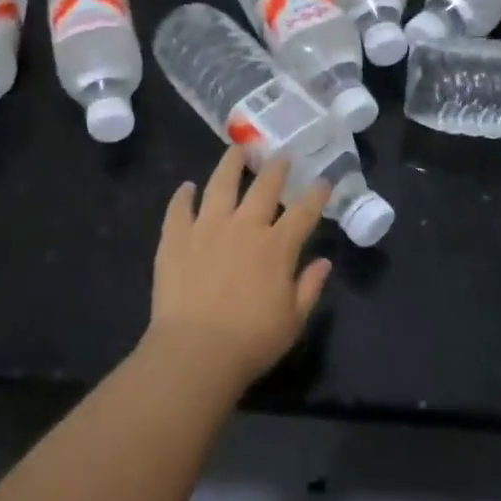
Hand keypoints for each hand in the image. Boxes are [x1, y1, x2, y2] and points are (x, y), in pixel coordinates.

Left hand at [147, 146, 332, 389]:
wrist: (195, 351)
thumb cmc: (251, 341)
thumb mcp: (293, 320)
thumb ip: (310, 287)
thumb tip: (324, 261)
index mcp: (277, 247)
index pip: (303, 211)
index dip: (316, 194)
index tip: (323, 180)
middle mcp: (244, 226)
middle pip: (263, 187)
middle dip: (276, 168)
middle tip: (281, 155)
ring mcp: (207, 227)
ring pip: (220, 184)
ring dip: (231, 164)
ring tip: (237, 149)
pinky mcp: (176, 237)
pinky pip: (180, 208)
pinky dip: (183, 195)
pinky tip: (187, 187)